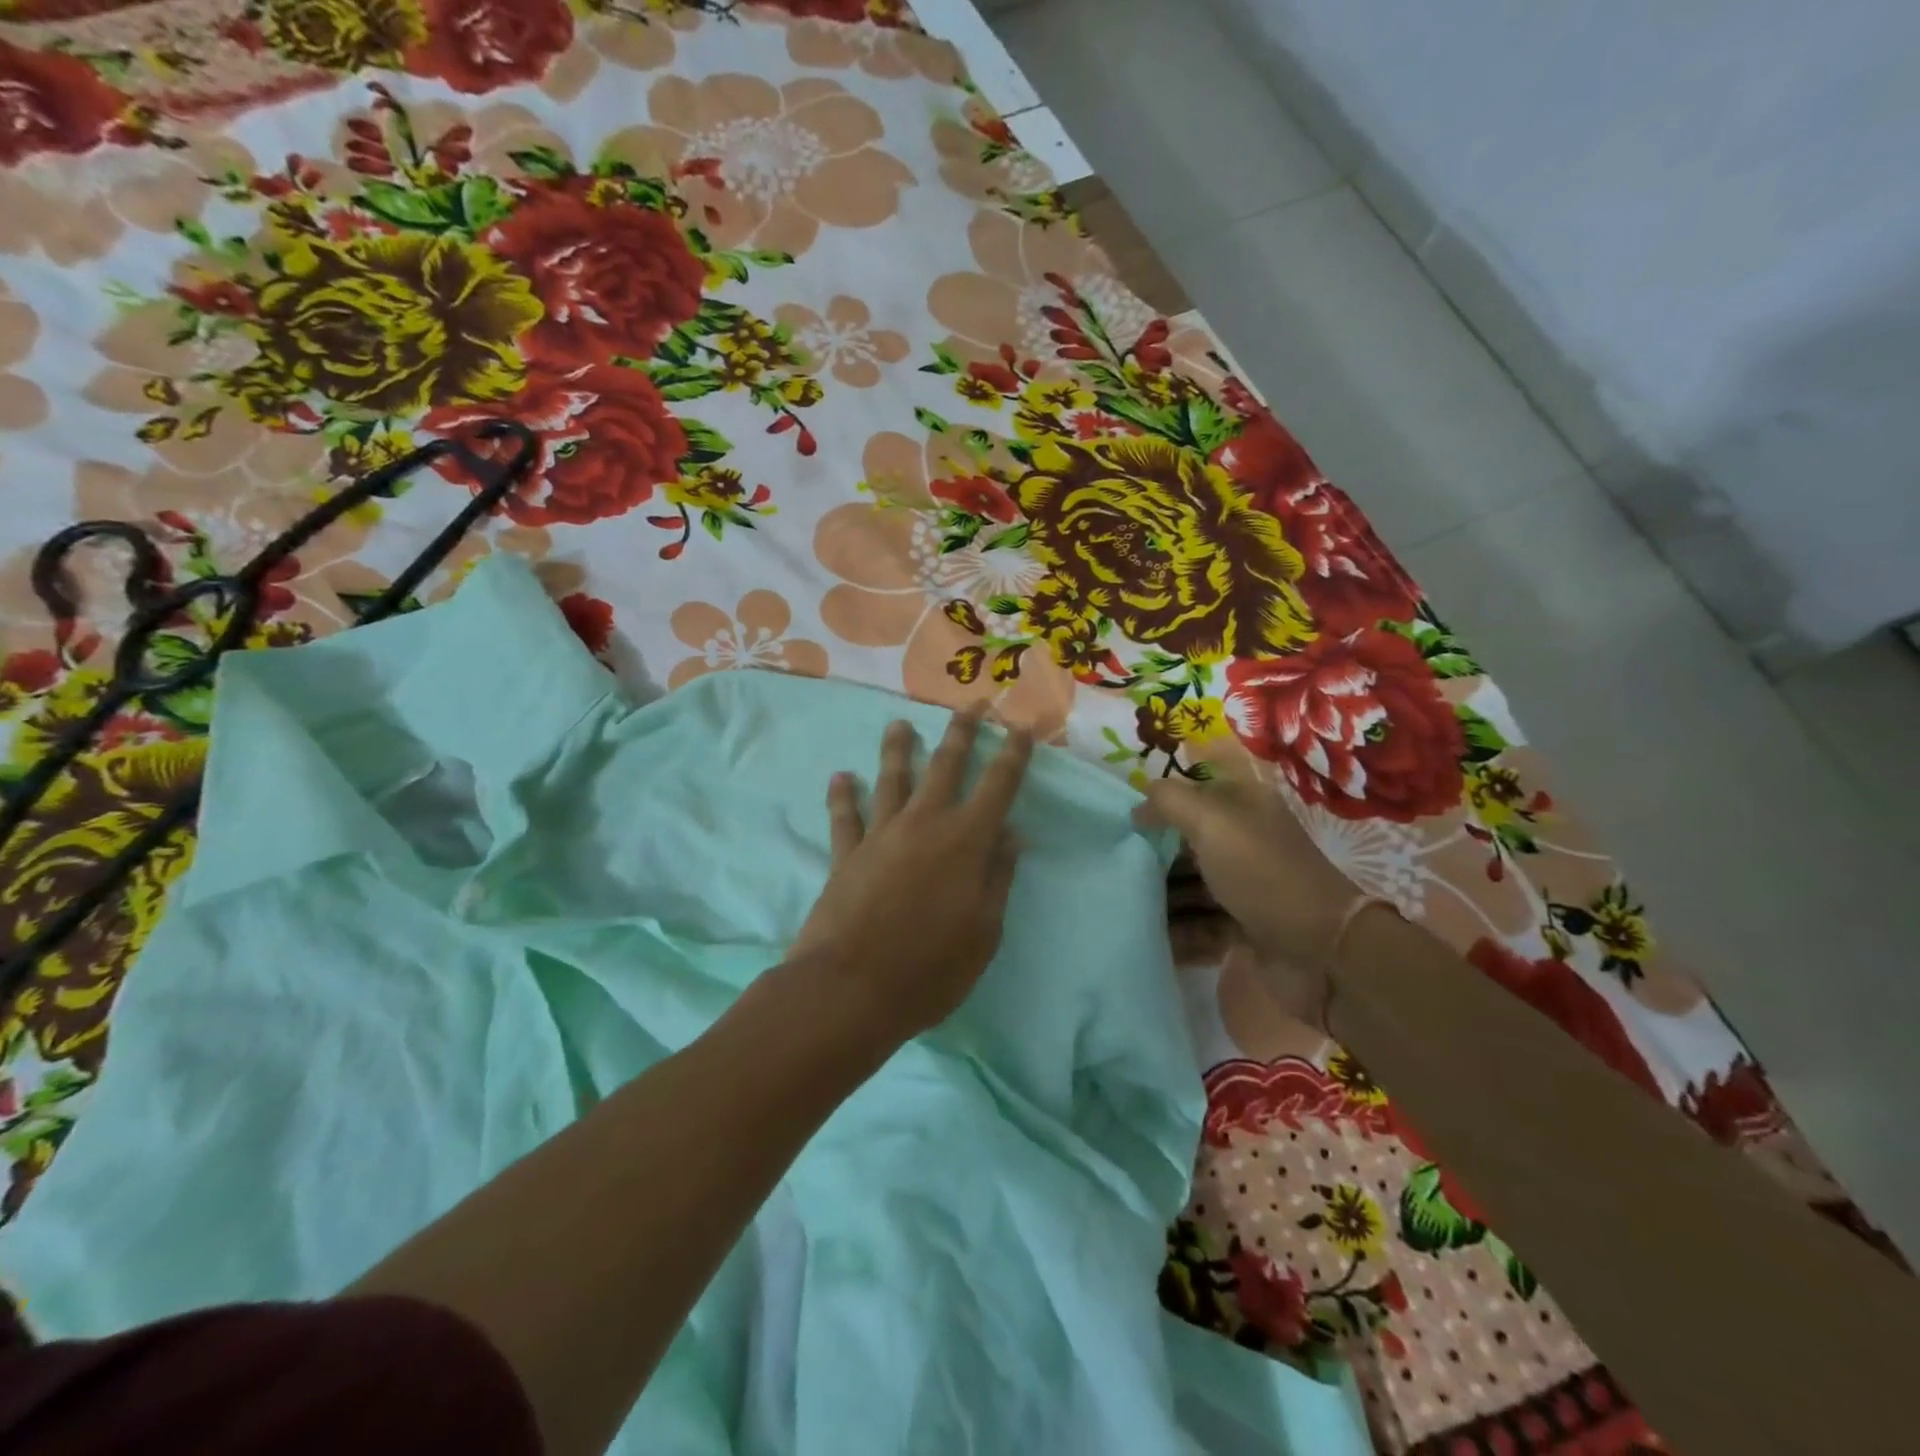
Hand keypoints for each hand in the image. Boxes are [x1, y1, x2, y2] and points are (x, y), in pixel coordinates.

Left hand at [791, 703, 1033, 1046]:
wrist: (851, 988)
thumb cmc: (930, 968)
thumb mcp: (984, 931)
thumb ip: (998, 878)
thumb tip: (1012, 835)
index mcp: (966, 841)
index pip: (998, 786)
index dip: (1012, 755)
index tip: (1019, 728)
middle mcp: (924, 824)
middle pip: (946, 766)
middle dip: (961, 733)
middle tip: (969, 705)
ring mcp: (881, 835)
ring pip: (892, 779)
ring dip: (897, 749)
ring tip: (898, 724)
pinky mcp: (846, 854)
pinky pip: (844, 816)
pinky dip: (842, 795)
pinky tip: (841, 776)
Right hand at [1133, 747, 1362, 1017]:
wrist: (1321, 952)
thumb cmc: (1262, 873)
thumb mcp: (1212, 822)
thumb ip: (1170, 802)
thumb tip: (1139, 804)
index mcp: (1245, 807)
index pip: (1194, 792)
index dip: (1161, 801)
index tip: (1123, 818)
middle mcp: (1245, 842)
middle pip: (1188, 841)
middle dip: (1154, 852)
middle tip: (1117, 864)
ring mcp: (1246, 886)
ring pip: (1191, 884)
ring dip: (1162, 895)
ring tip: (1127, 903)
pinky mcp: (1244, 927)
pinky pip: (1200, 923)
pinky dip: (1178, 930)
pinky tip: (1151, 935)